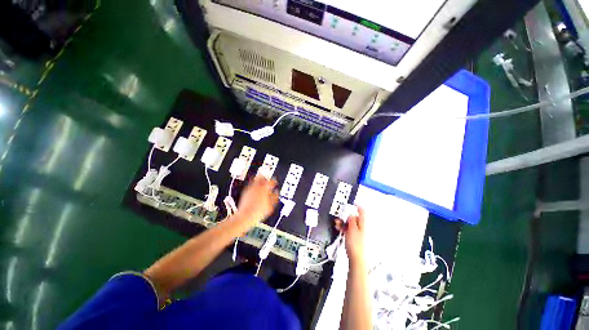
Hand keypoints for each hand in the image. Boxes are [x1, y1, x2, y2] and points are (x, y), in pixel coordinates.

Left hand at [236, 175, 278, 225]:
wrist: (246, 216)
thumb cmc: (258, 212)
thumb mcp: (271, 205)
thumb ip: (275, 197)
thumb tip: (276, 192)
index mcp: (264, 188)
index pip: (271, 181)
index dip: (274, 181)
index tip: (275, 183)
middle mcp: (257, 186)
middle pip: (262, 177)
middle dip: (265, 178)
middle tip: (267, 180)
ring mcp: (250, 188)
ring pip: (255, 180)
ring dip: (259, 181)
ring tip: (261, 184)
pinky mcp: (245, 192)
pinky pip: (250, 185)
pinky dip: (254, 186)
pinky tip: (255, 190)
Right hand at [335, 205, 365, 264]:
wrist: (356, 258)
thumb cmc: (355, 244)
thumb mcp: (352, 230)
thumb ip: (351, 220)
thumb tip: (351, 214)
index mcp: (363, 224)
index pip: (362, 212)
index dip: (357, 206)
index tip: (351, 203)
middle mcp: (361, 227)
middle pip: (354, 217)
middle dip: (346, 216)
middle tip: (340, 217)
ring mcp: (357, 232)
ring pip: (350, 223)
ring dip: (343, 222)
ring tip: (337, 224)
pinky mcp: (354, 236)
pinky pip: (348, 228)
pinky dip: (344, 227)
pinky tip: (339, 228)